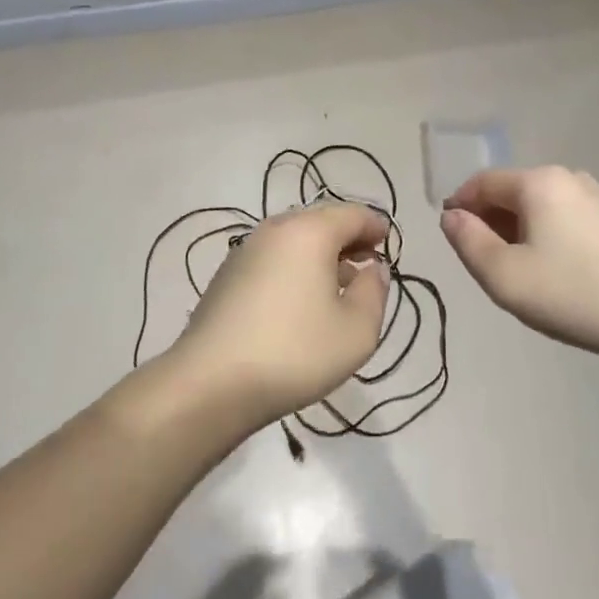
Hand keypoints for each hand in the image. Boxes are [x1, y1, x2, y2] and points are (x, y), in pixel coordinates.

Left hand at [170, 202, 390, 428]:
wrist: (210, 384)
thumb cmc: (294, 352)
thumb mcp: (357, 330)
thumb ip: (374, 292)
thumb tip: (373, 270)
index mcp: (309, 231)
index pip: (352, 214)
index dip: (374, 226)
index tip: (388, 243)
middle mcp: (275, 229)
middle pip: (320, 221)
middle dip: (347, 238)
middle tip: (367, 263)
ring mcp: (245, 250)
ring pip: (294, 239)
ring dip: (320, 254)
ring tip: (337, 285)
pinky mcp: (226, 275)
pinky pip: (272, 258)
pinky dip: (294, 267)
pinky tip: (299, 301)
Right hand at [441, 167, 598, 360]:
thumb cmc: (572, 293)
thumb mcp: (504, 275)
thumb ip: (468, 241)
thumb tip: (451, 216)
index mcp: (538, 182)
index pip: (483, 182)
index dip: (459, 205)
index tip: (450, 236)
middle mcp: (568, 178)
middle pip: (512, 192)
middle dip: (490, 221)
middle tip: (484, 263)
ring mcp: (597, 198)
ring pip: (540, 207)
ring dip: (518, 231)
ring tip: (519, 273)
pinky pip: (565, 218)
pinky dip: (547, 236)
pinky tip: (555, 273)